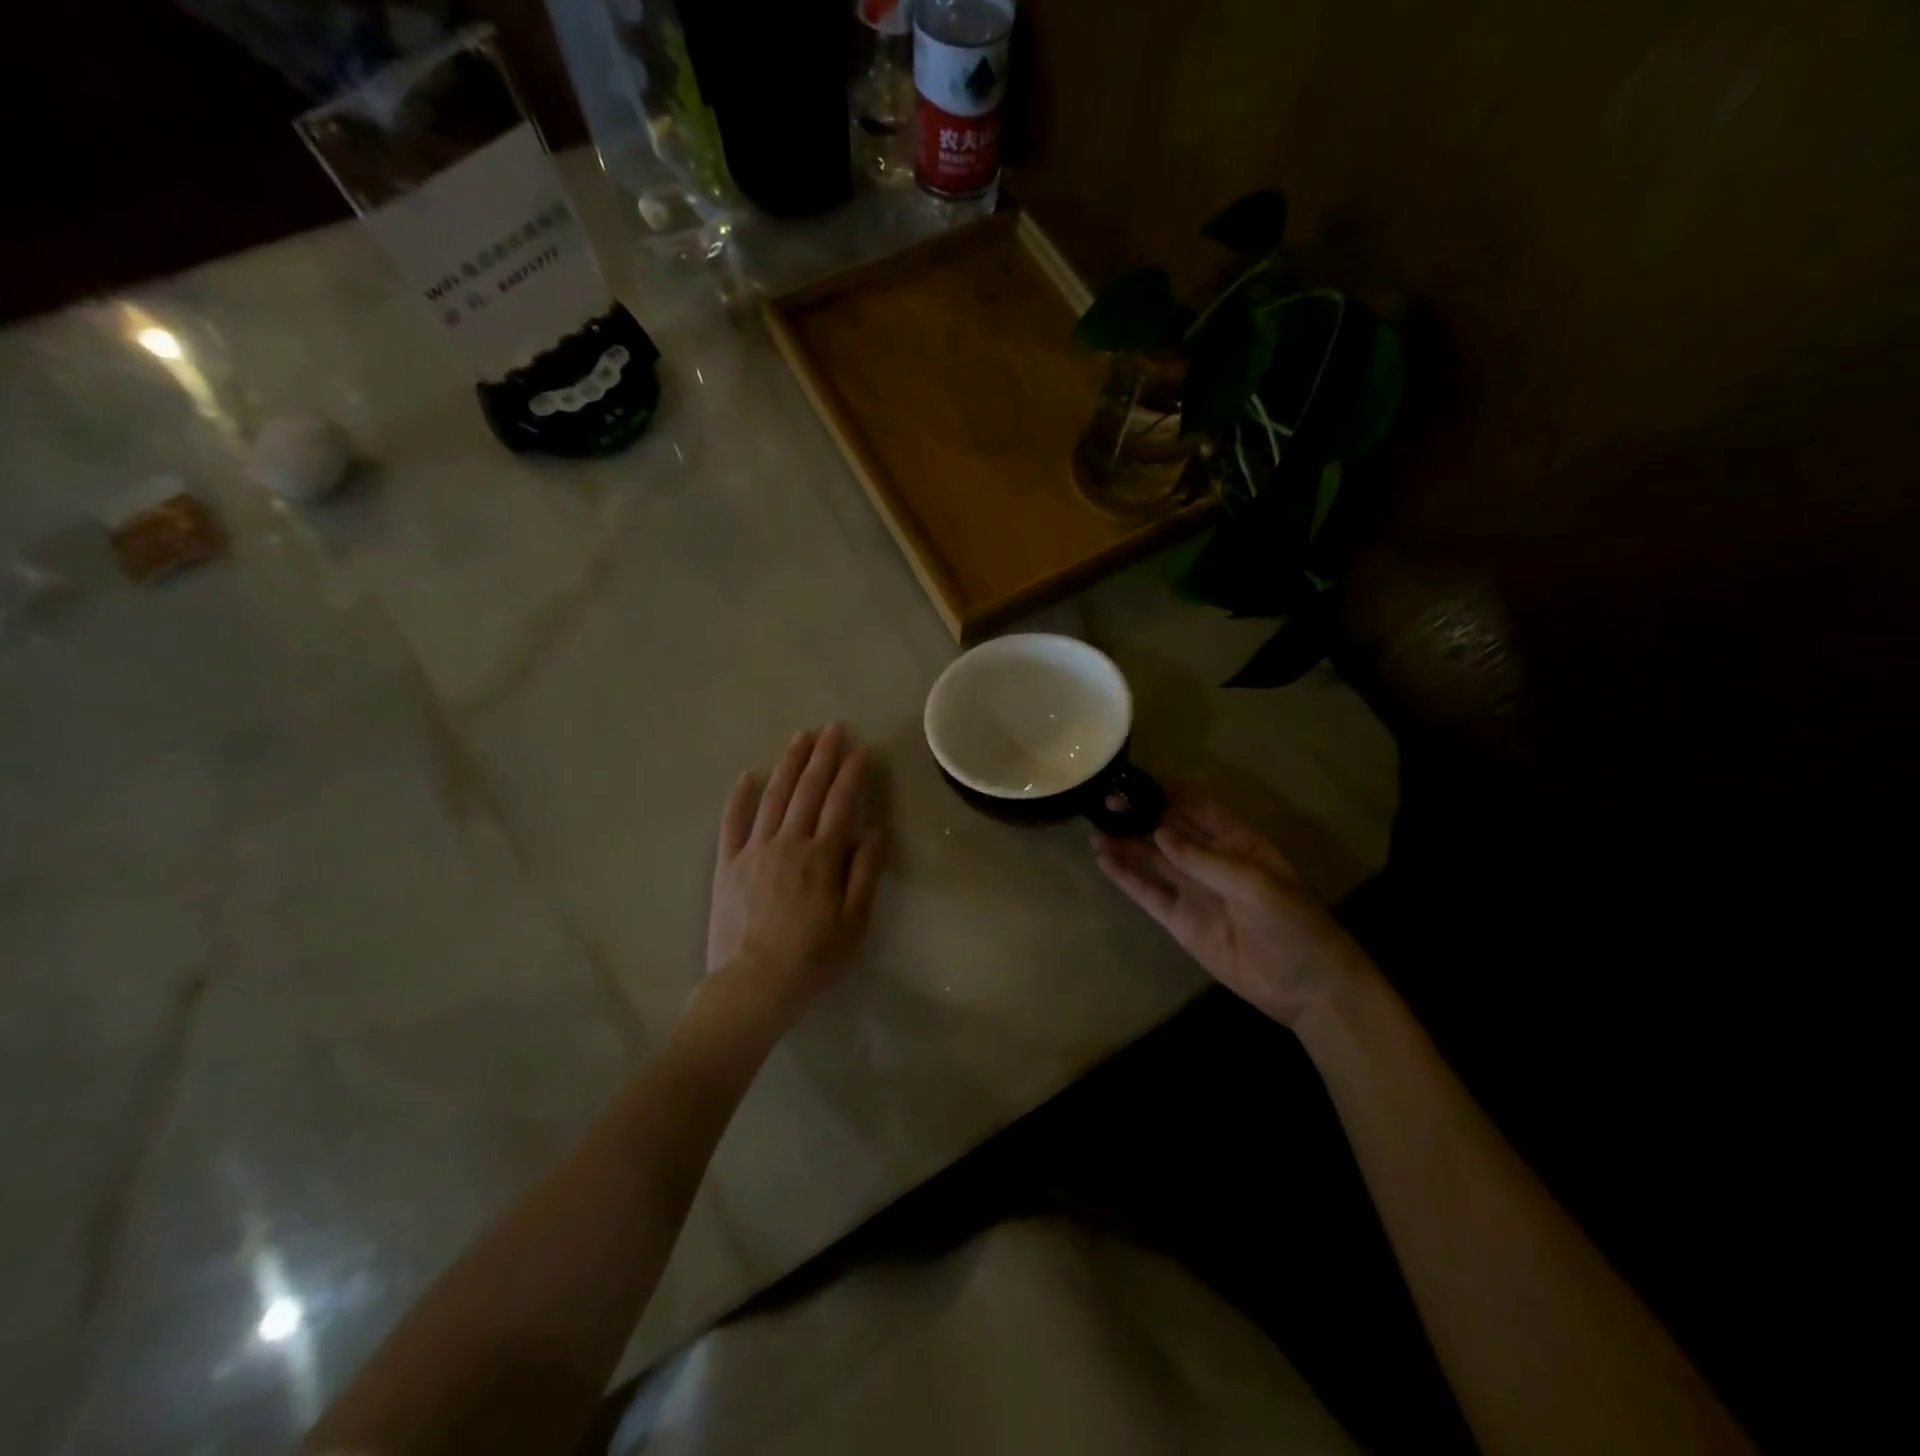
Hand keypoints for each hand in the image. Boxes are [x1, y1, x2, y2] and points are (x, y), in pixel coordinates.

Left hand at [706, 724, 886, 1027]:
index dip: (852, 773)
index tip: (860, 749)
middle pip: (808, 790)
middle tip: (833, 728)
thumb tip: (876, 830)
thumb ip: (865, 872)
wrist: (752, 987)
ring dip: (788, 765)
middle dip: (823, 756)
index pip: (841, 803)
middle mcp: (788, 843)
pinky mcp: (727, 865)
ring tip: (800, 738)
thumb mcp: (854, 921)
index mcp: (822, 856)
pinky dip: (740, 797)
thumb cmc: (813, 959)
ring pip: (774, 797)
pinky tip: (748, 775)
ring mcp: (754, 851)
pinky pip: (733, 822)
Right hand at [1092, 785, 1365, 1027]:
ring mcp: (1193, 890)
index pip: (1199, 807)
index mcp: (1237, 842)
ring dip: (1125, 844)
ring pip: (1152, 860)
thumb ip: (1206, 859)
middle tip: (1107, 805)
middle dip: (1139, 815)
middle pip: (1169, 830)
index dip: (1170, 791)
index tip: (1137, 781)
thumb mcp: (1256, 884)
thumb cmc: (1293, 925)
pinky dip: (1126, 878)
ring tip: (1094, 831)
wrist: (1306, 987)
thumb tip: (1159, 834)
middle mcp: (1210, 860)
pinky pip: (1148, 893)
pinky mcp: (1179, 920)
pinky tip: (1104, 862)